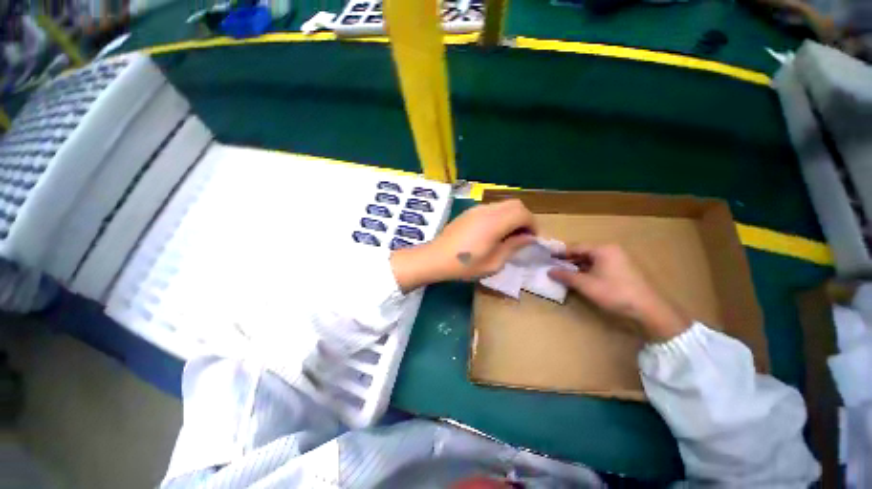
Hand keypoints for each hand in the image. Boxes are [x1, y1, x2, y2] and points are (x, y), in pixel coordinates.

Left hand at [390, 200, 535, 291]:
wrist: (434, 258)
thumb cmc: (464, 265)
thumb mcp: (493, 263)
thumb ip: (513, 247)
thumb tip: (527, 238)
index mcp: (494, 222)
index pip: (523, 213)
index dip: (532, 225)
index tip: (531, 240)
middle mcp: (487, 210)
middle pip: (515, 204)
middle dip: (524, 218)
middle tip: (522, 237)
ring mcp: (476, 209)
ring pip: (503, 204)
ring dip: (512, 216)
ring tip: (508, 236)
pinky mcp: (469, 212)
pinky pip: (491, 208)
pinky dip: (500, 216)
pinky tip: (493, 232)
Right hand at [548, 245, 689, 341]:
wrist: (648, 310)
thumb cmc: (614, 292)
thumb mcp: (586, 285)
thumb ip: (566, 276)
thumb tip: (549, 271)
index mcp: (603, 249)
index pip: (576, 247)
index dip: (560, 252)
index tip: (547, 257)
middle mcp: (611, 251)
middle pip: (584, 252)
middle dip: (568, 260)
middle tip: (553, 265)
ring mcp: (618, 260)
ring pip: (591, 260)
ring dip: (577, 266)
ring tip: (563, 273)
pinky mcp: (622, 270)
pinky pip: (599, 266)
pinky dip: (587, 271)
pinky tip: (579, 278)